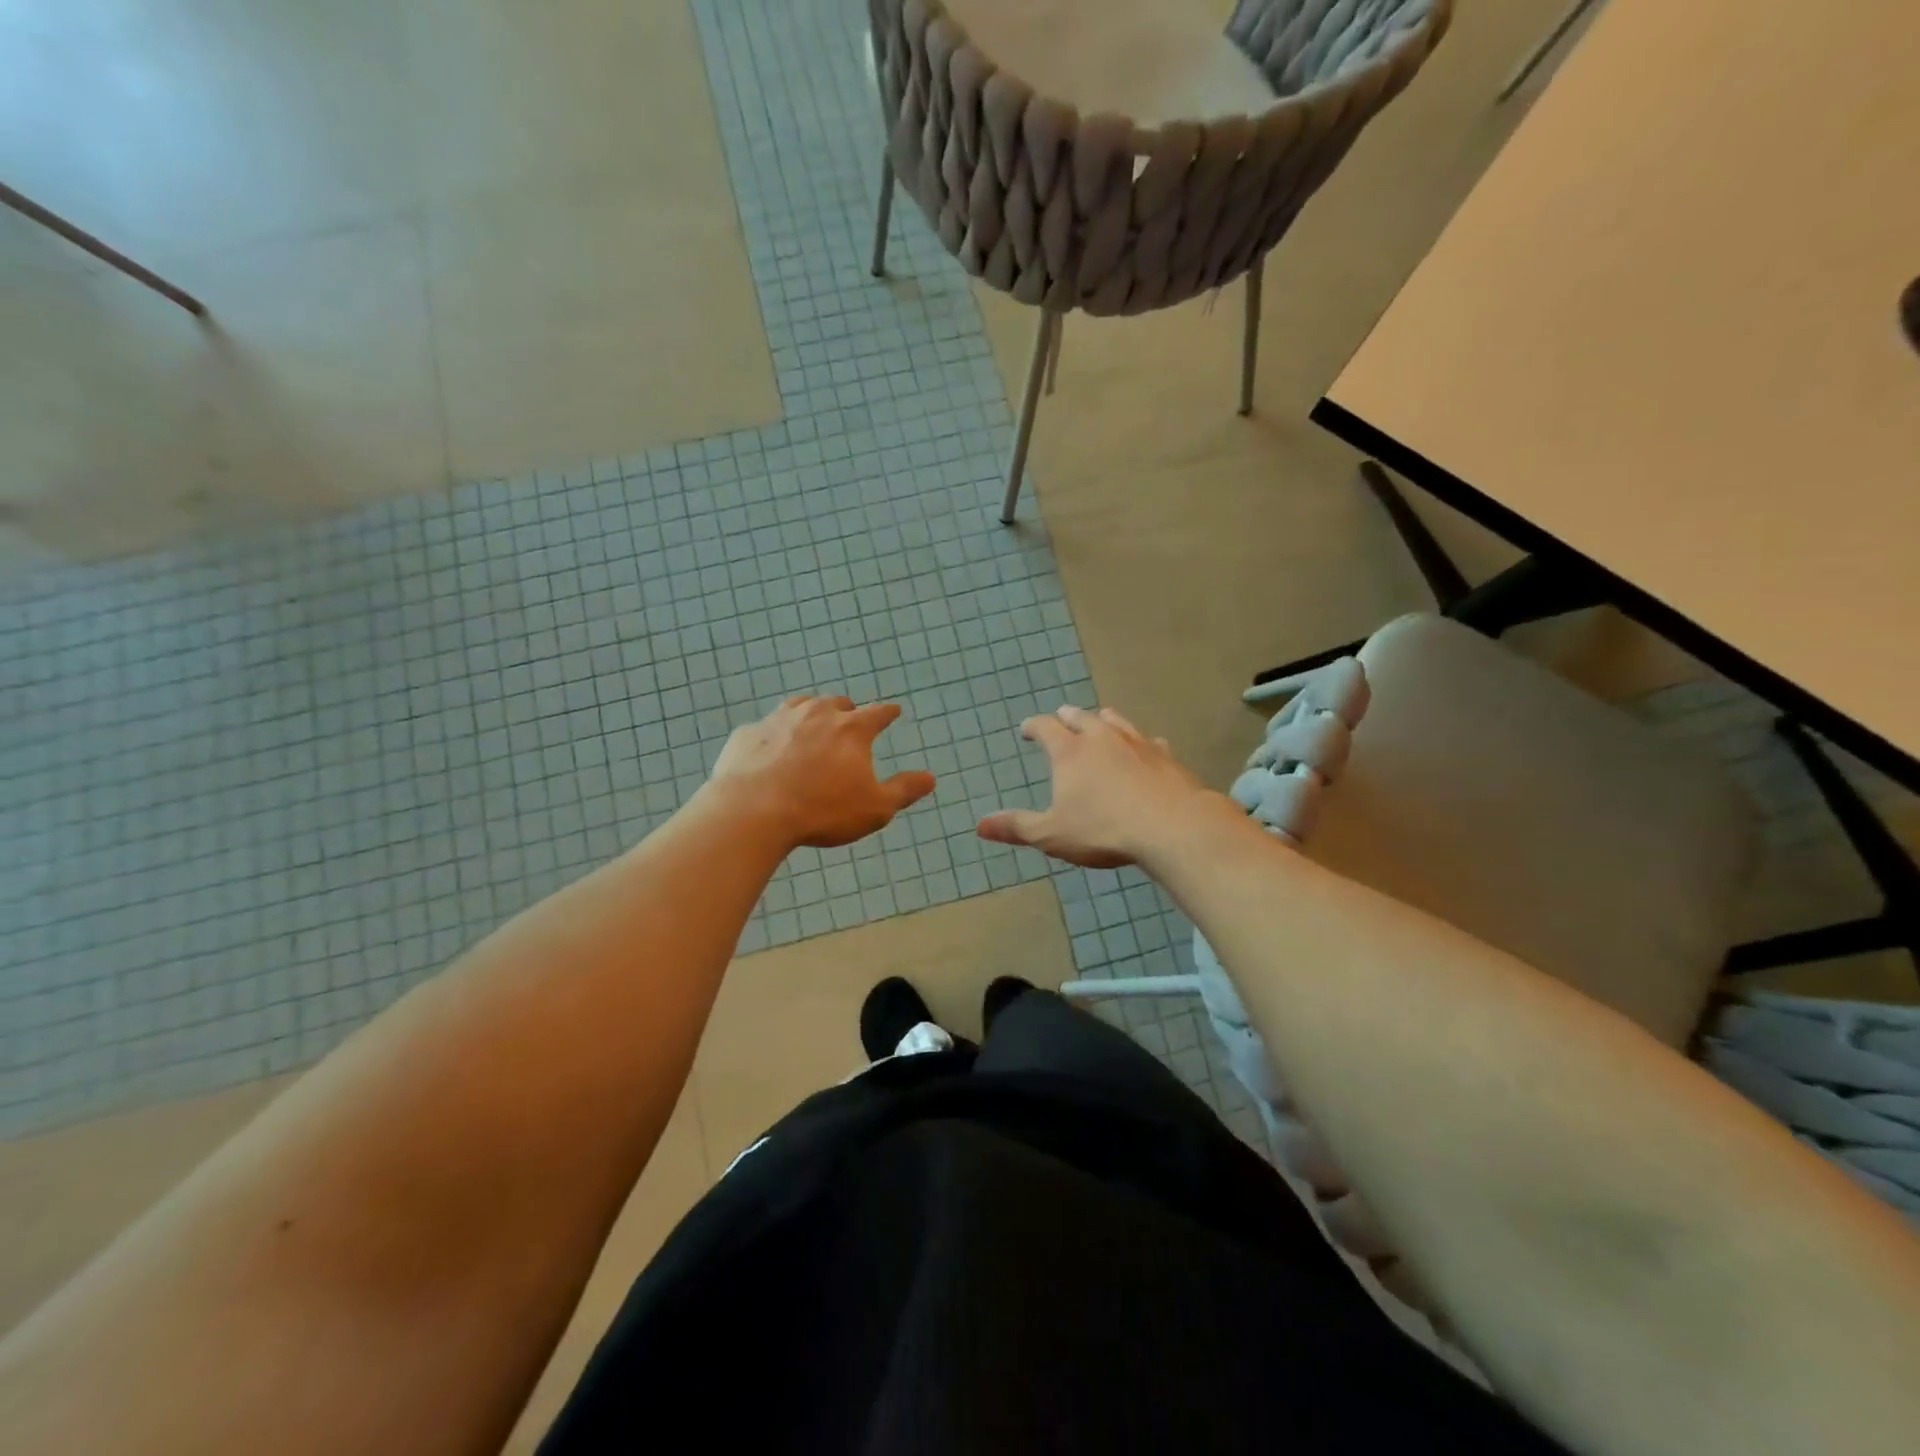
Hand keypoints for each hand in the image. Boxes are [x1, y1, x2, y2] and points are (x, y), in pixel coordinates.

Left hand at [711, 695, 935, 849]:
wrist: (751, 811)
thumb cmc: (822, 810)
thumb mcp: (875, 808)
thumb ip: (904, 790)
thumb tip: (931, 778)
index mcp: (851, 729)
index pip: (878, 712)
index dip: (888, 712)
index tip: (894, 711)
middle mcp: (817, 713)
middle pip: (837, 703)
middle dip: (847, 710)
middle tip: (849, 722)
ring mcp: (778, 719)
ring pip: (800, 706)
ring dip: (811, 714)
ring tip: (812, 726)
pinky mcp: (748, 733)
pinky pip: (766, 728)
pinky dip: (774, 735)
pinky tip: (771, 750)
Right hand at [977, 704, 1236, 868]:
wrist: (1171, 827)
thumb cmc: (1104, 830)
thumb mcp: (1052, 834)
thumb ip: (1017, 827)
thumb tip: (980, 826)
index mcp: (1070, 751)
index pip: (1045, 727)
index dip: (1033, 726)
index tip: (1026, 729)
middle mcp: (1101, 737)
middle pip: (1080, 717)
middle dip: (1067, 717)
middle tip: (1061, 718)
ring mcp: (1136, 742)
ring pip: (1115, 721)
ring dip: (1102, 720)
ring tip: (1099, 721)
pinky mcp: (1165, 756)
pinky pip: (1149, 741)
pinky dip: (1140, 742)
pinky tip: (1145, 748)